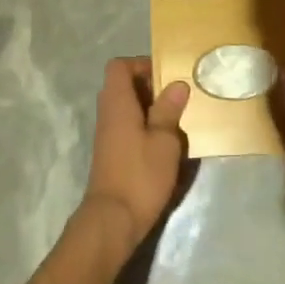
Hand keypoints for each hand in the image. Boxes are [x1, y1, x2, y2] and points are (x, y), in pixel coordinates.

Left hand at [82, 57, 189, 247]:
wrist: (113, 220)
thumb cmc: (140, 174)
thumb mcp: (164, 141)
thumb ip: (169, 110)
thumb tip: (177, 84)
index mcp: (117, 102)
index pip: (119, 66)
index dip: (141, 64)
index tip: (166, 75)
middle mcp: (107, 112)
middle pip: (123, 85)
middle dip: (149, 86)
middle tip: (176, 97)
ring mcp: (107, 134)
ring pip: (126, 107)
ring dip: (149, 109)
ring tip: (175, 119)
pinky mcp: (111, 153)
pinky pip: (126, 126)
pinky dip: (143, 127)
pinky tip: (164, 143)